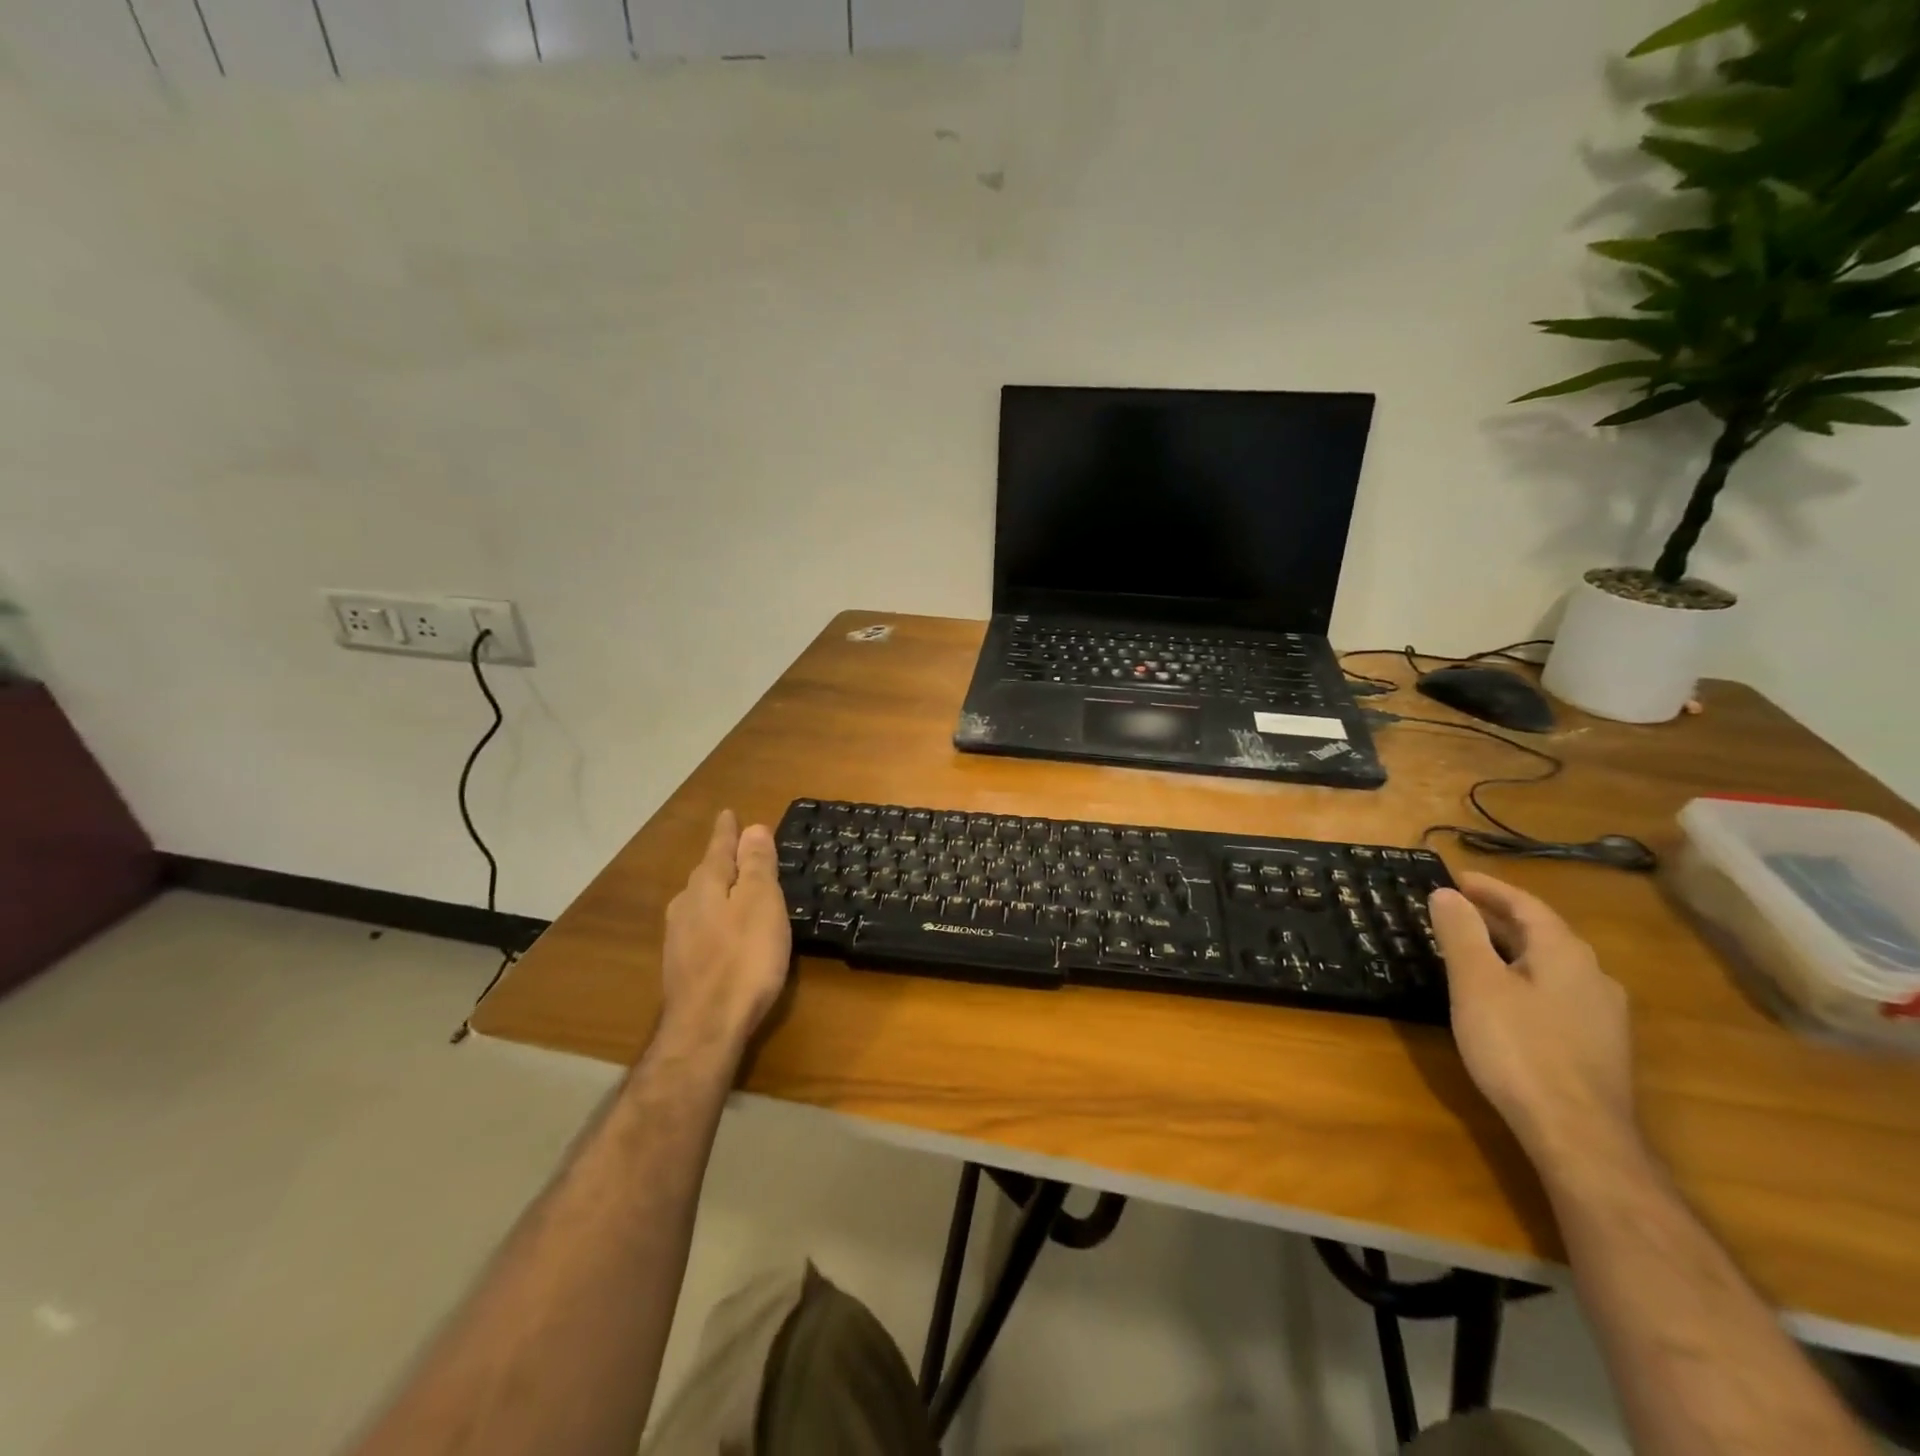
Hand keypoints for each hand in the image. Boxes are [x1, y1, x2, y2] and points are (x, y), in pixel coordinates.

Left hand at [658, 810, 792, 1057]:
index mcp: (707, 886)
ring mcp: (679, 938)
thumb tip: (751, 828)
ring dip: (717, 890)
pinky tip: (721, 930)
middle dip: (721, 860)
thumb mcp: (761, 904)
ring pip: (700, 902)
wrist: (706, 1028)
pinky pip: (700, 927)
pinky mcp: (681, 967)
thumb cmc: (744, 959)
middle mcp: (686, 906)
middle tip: (737, 849)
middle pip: (707, 874)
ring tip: (732, 887)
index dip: (727, 831)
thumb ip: (756, 866)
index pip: (719, 848)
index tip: (728, 813)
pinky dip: (714, 918)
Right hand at [1430, 871, 1638, 1170]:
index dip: (1489, 888)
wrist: (1578, 1134)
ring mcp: (1603, 1014)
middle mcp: (1593, 975)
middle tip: (1457, 910)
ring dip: (1513, 949)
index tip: (1455, 877)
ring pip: (1551, 965)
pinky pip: (1557, 993)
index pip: (1526, 905)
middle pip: (1542, 933)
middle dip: (1498, 917)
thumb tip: (1446, 893)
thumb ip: (1461, 933)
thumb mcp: (1476, 983)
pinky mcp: (1600, 1046)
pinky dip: (1525, 979)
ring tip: (1475, 950)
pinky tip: (1506, 999)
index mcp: (1565, 953)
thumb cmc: (1518, 1048)